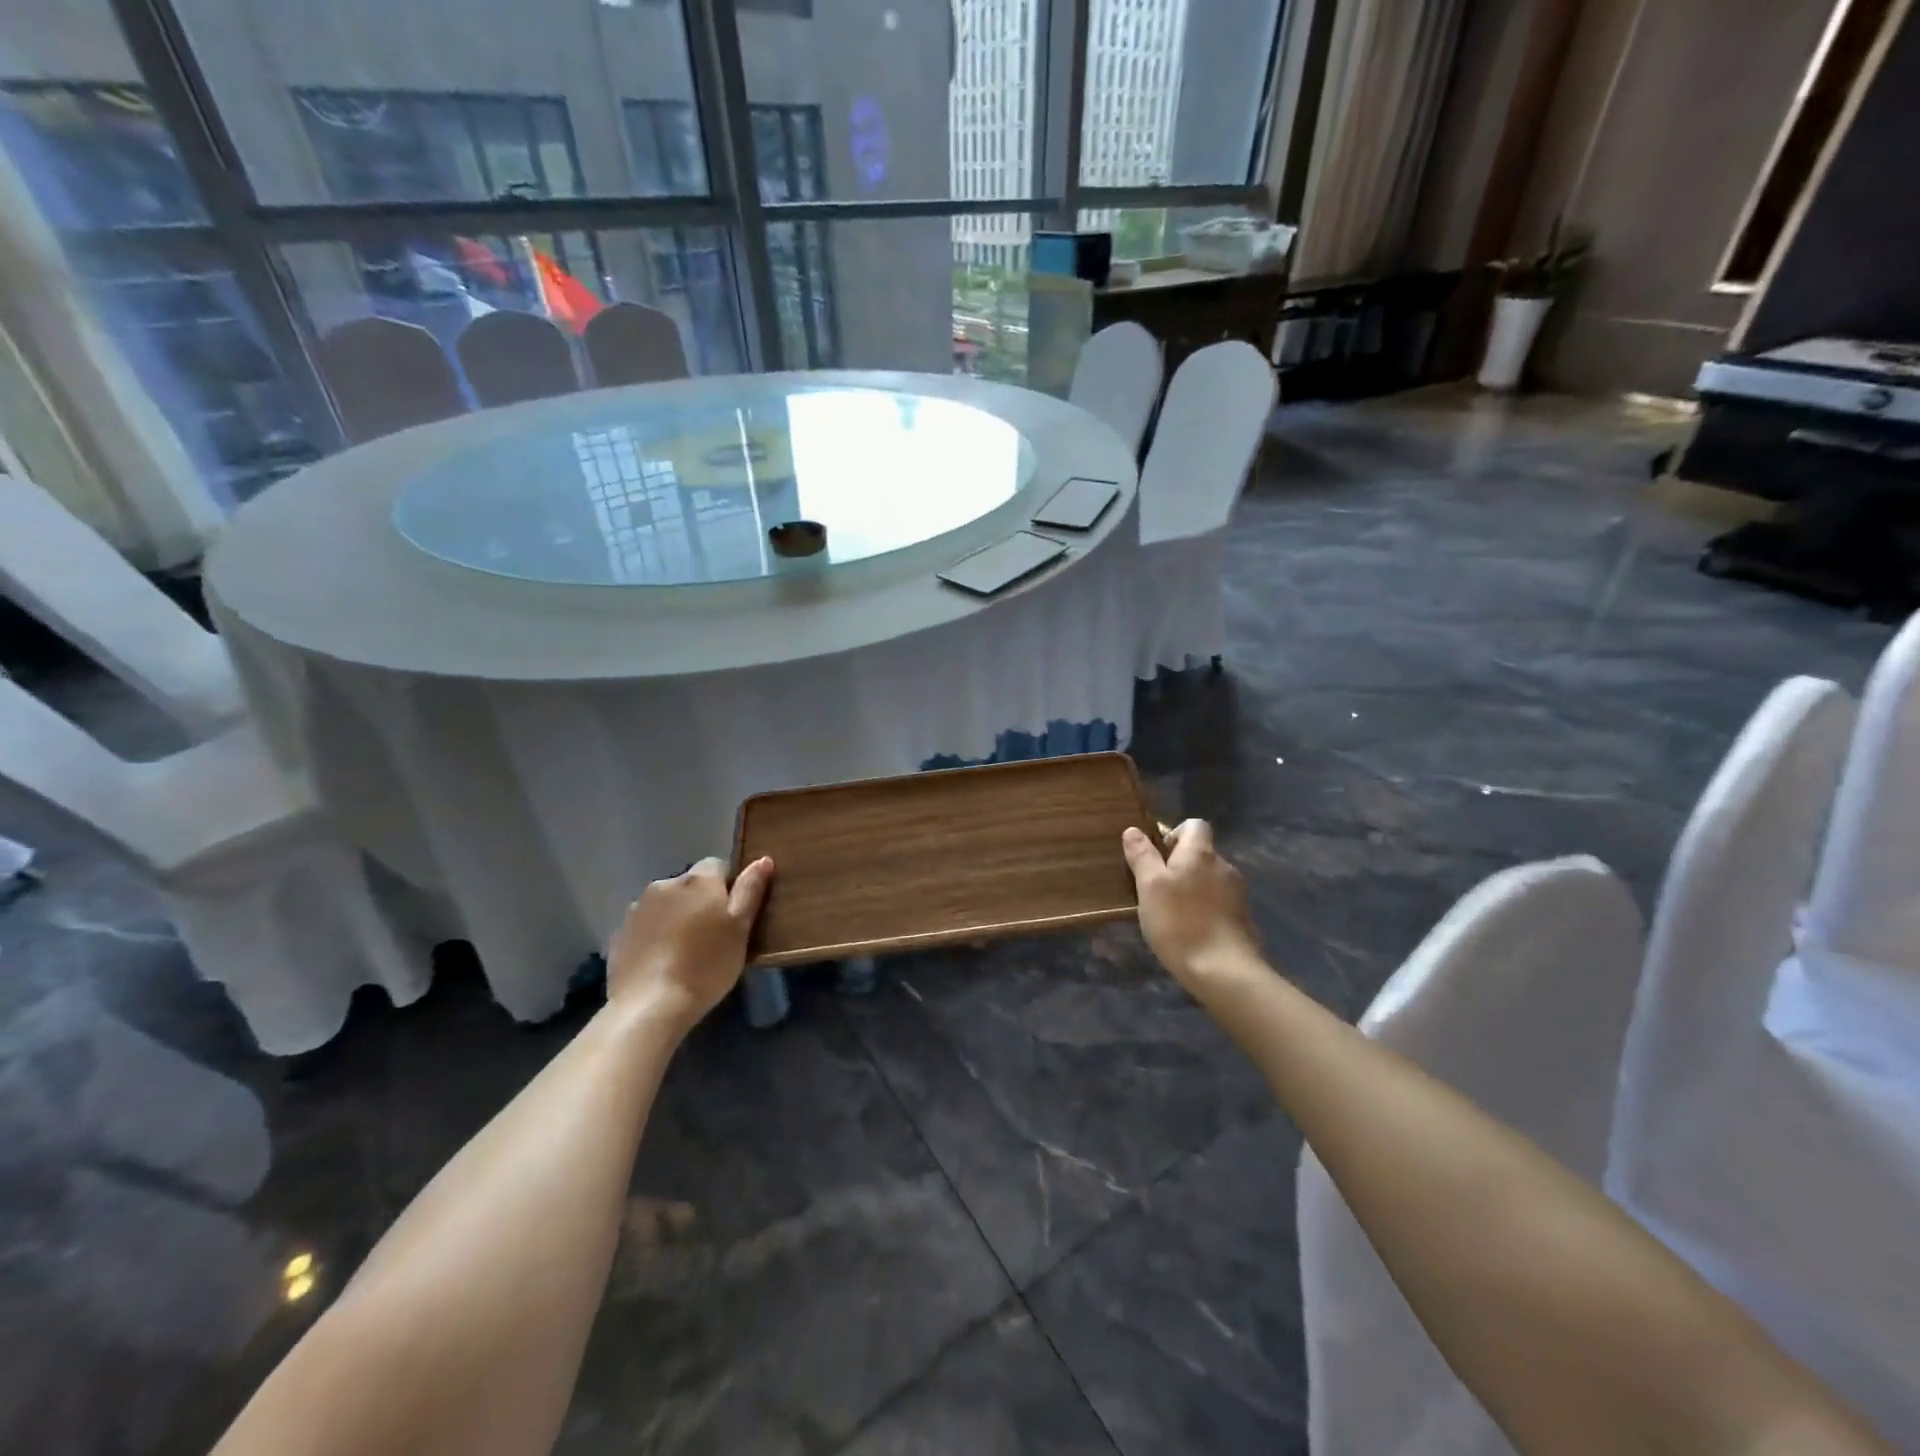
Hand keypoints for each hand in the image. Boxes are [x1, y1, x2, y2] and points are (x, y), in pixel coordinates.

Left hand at [606, 857, 773, 1034]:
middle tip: (712, 937)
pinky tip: (662, 963)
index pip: (717, 865)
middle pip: (690, 885)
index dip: (728, 887)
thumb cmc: (706, 965)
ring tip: (685, 953)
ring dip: (676, 918)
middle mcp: (665, 885)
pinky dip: (655, 937)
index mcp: (698, 880)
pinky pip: (646, 927)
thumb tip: (763, 859)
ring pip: (666, 905)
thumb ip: (750, 890)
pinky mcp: (619, 934)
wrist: (650, 1006)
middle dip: (700, 902)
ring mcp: (637, 909)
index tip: (733, 916)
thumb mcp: (740, 928)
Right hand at [1122, 820, 1261, 994]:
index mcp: (1201, 853)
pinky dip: (1204, 908)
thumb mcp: (1149, 887)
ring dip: (1192, 888)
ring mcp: (1237, 893)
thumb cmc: (1179, 923)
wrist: (1224, 971)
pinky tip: (1190, 930)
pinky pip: (1219, 902)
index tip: (1157, 855)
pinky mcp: (1243, 918)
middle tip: (1156, 889)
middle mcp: (1224, 866)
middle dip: (1180, 864)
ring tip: (1171, 913)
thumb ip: (1142, 856)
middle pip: (1201, 853)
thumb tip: (1133, 830)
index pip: (1194, 825)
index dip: (1175, 833)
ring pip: (1209, 879)